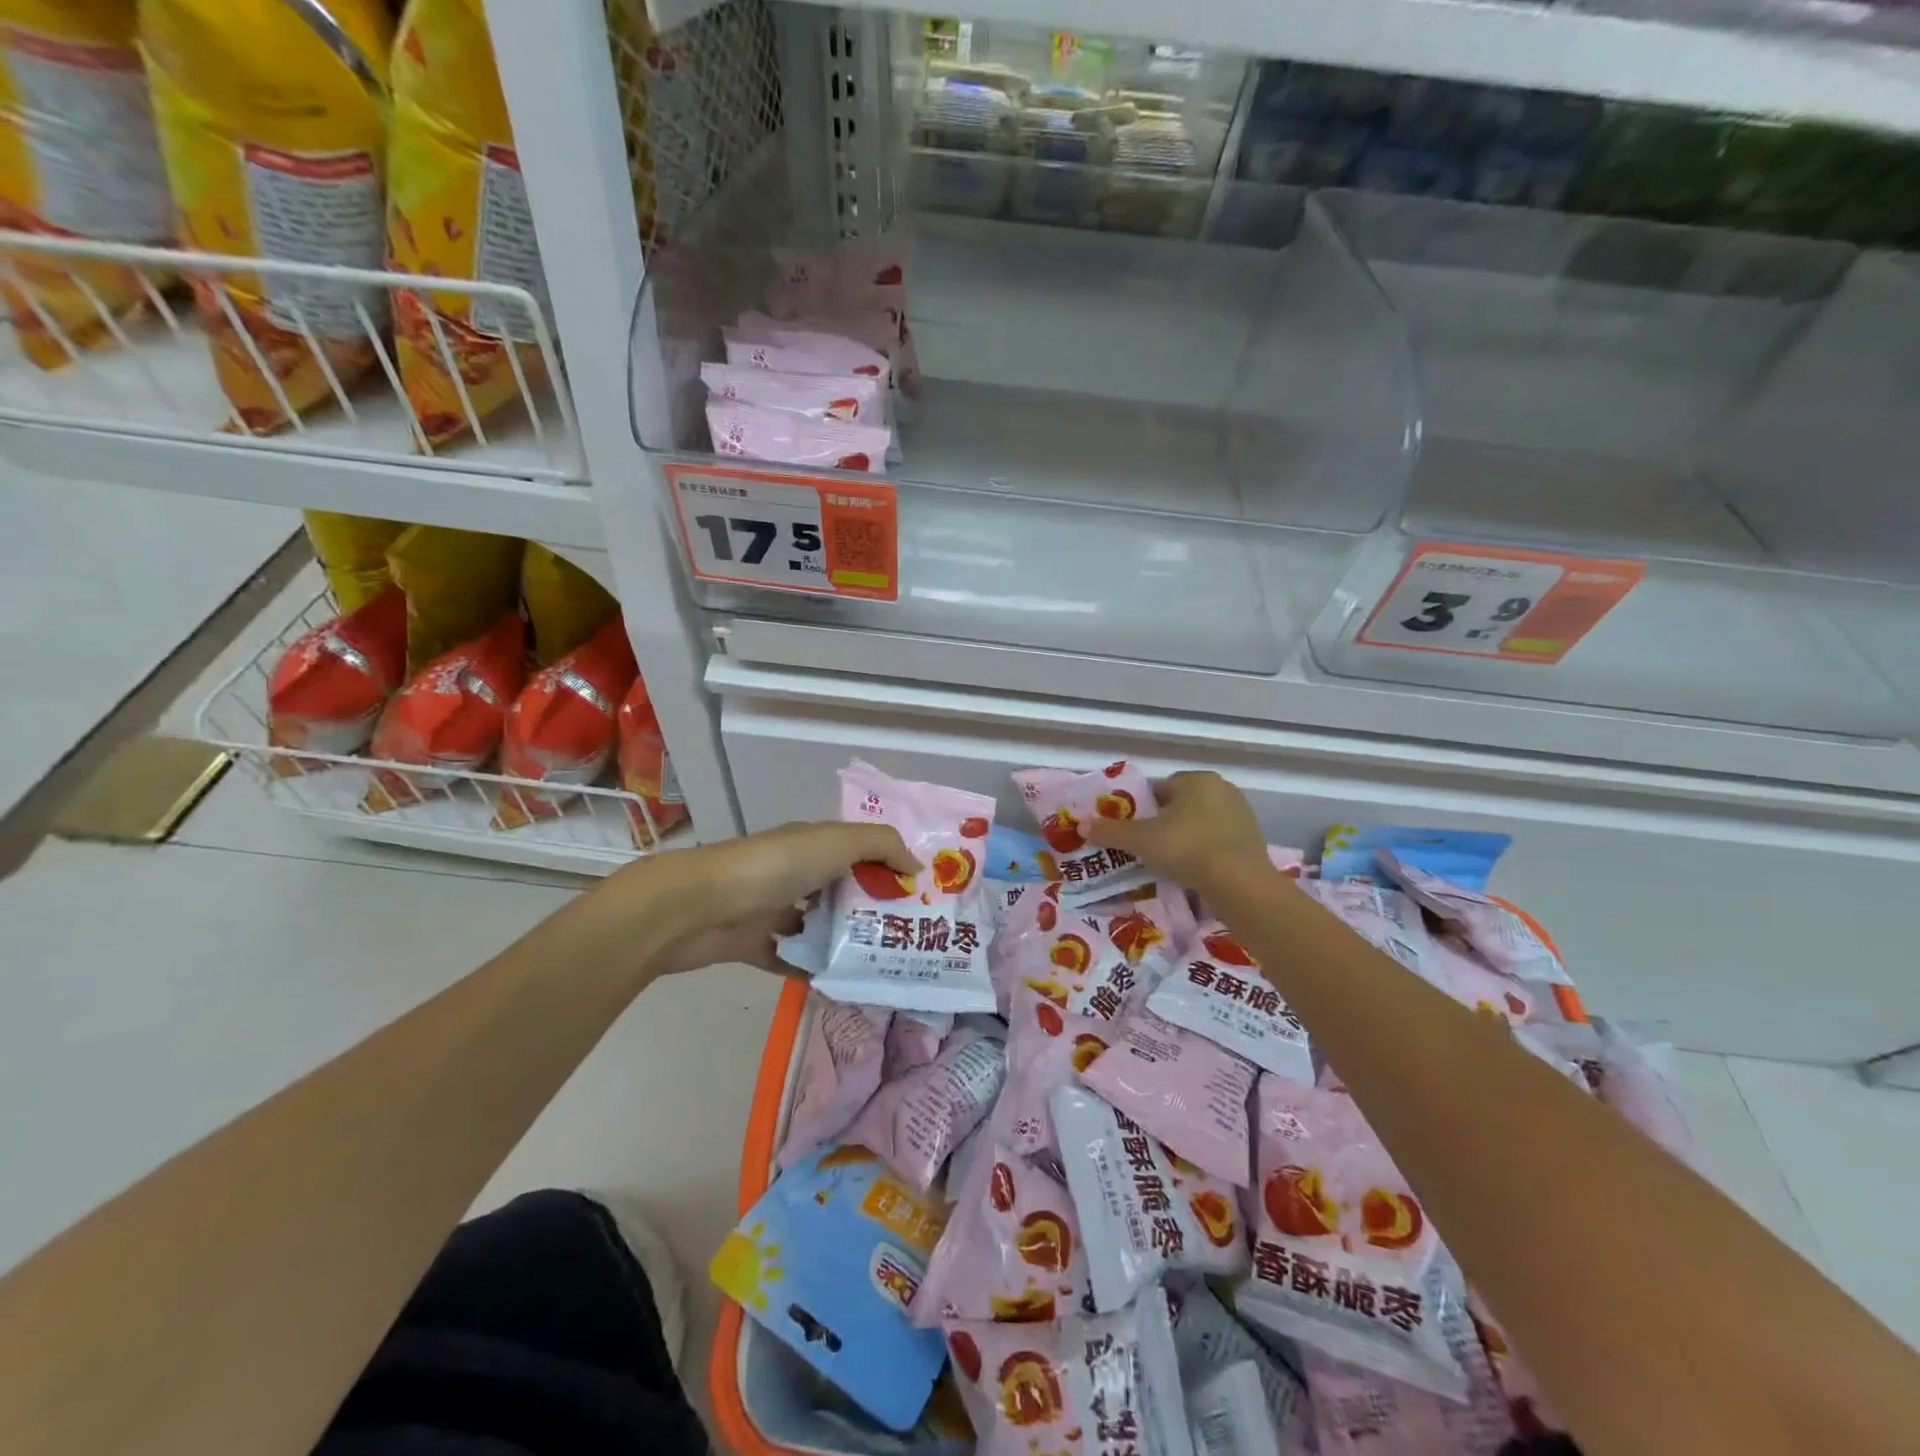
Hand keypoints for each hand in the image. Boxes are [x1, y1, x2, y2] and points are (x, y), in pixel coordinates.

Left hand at [640, 820, 919, 976]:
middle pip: (843, 892)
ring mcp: (774, 910)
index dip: (890, 869)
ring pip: (820, 928)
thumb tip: (916, 867)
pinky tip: (843, 987)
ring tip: (884, 966)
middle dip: (874, 912)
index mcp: (814, 845)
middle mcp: (796, 874)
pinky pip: (793, 960)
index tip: (922, 896)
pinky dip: (814, 972)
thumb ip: (882, 845)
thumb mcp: (838, 841)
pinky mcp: (756, 945)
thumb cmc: (775, 866)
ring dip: (846, 944)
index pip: (861, 853)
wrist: (698, 906)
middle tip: (911, 939)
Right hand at [1086, 771, 1266, 892]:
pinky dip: (1204, 853)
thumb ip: (1110, 831)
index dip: (1141, 810)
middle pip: (1180, 806)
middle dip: (1164, 824)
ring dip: (1184, 839)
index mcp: (1196, 779)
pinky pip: (1217, 842)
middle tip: (1147, 849)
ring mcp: (1241, 814)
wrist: (1239, 883)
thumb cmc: (1186, 848)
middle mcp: (1221, 789)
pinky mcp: (1253, 840)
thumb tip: (1081, 825)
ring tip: (1169, 864)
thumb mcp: (1140, 840)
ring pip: (1199, 824)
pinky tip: (1193, 872)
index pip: (1158, 789)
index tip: (1133, 832)